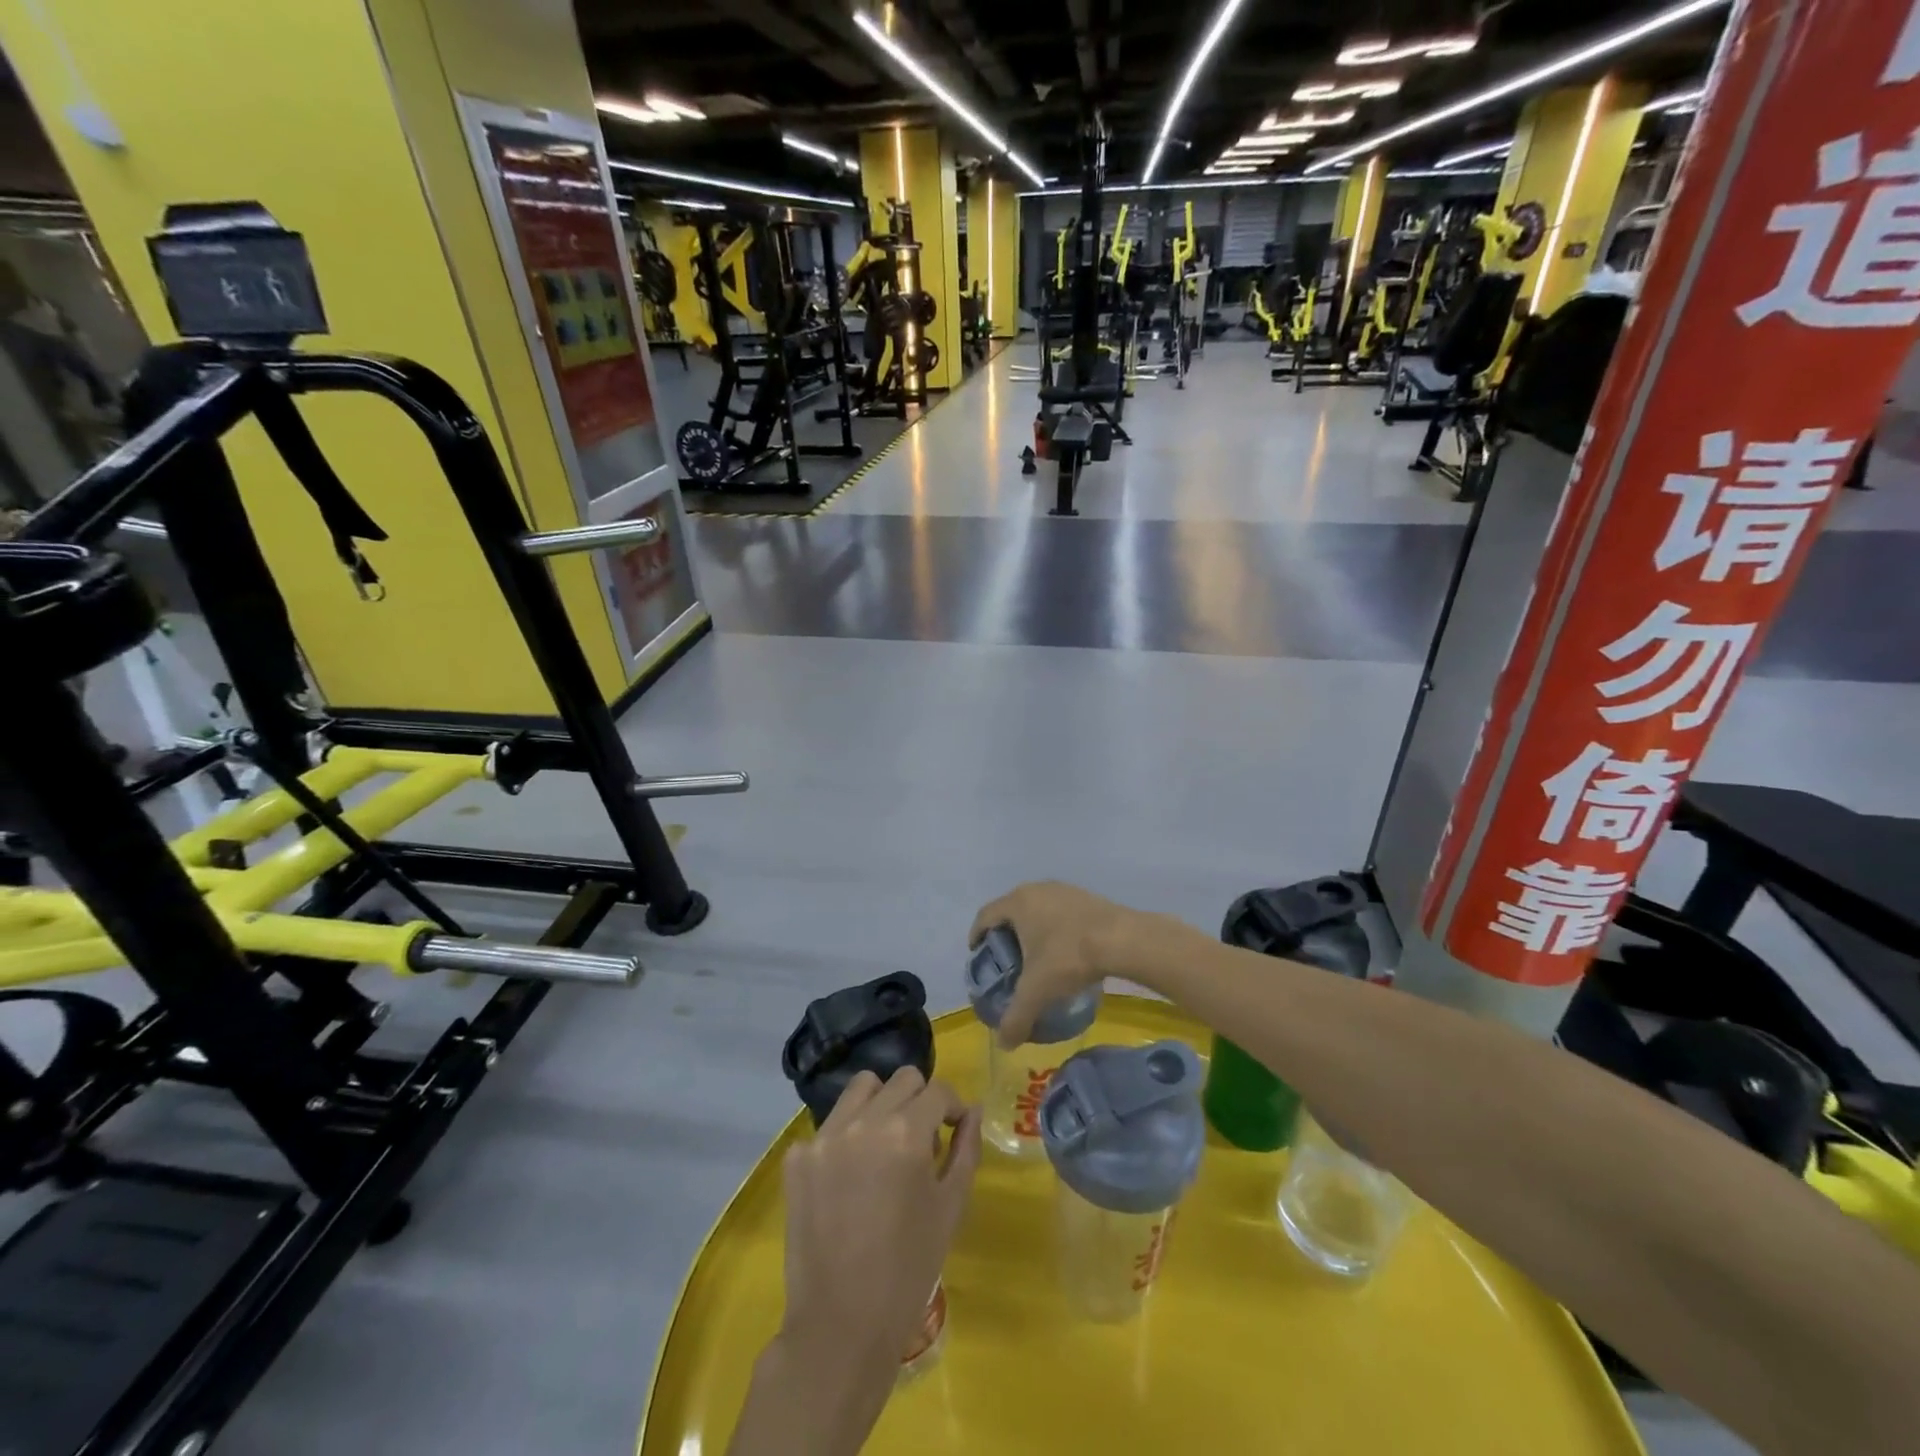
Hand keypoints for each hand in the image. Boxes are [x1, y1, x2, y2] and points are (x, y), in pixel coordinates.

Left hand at [772, 1069, 980, 1429]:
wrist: (841, 1325)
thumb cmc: (908, 1269)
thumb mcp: (950, 1208)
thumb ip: (965, 1150)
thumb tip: (970, 1112)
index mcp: (906, 1132)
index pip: (937, 1090)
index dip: (952, 1107)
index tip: (953, 1129)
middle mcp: (864, 1121)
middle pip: (901, 1080)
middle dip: (920, 1100)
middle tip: (922, 1140)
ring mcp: (825, 1136)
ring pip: (861, 1088)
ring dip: (881, 1103)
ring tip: (884, 1144)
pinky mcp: (798, 1157)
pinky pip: (829, 1125)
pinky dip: (846, 1137)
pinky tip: (850, 1177)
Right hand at [970, 881, 1169, 1046]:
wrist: (1123, 939)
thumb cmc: (1069, 957)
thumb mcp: (1037, 992)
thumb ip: (1016, 1017)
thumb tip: (1003, 1044)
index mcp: (1017, 903)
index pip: (985, 915)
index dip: (977, 934)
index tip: (977, 953)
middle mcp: (1036, 889)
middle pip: (1011, 910)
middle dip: (1005, 933)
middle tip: (1007, 959)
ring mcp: (1063, 890)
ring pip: (1037, 908)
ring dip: (1032, 928)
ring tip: (1036, 955)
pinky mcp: (1086, 896)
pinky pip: (1060, 910)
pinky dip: (1055, 927)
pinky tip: (1065, 949)